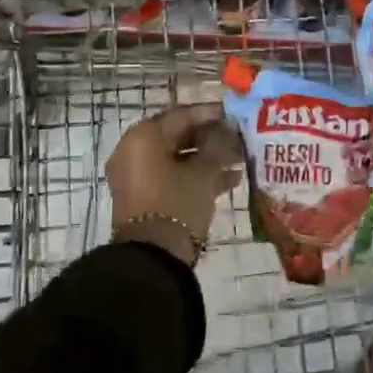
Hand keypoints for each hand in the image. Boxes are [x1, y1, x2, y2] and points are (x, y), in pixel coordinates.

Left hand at [106, 103, 242, 264]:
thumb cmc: (177, 203)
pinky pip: (171, 177)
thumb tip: (228, 130)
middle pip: (177, 136)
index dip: (211, 114)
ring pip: (176, 158)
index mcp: (142, 137)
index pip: (181, 115)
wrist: (153, 259)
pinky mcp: (143, 199)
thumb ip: (218, 146)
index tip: (235, 115)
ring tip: (240, 159)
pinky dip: (195, 176)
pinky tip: (230, 180)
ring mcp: (136, 177)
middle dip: (210, 138)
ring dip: (207, 158)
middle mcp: (133, 151)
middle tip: (239, 138)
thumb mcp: (203, 173)